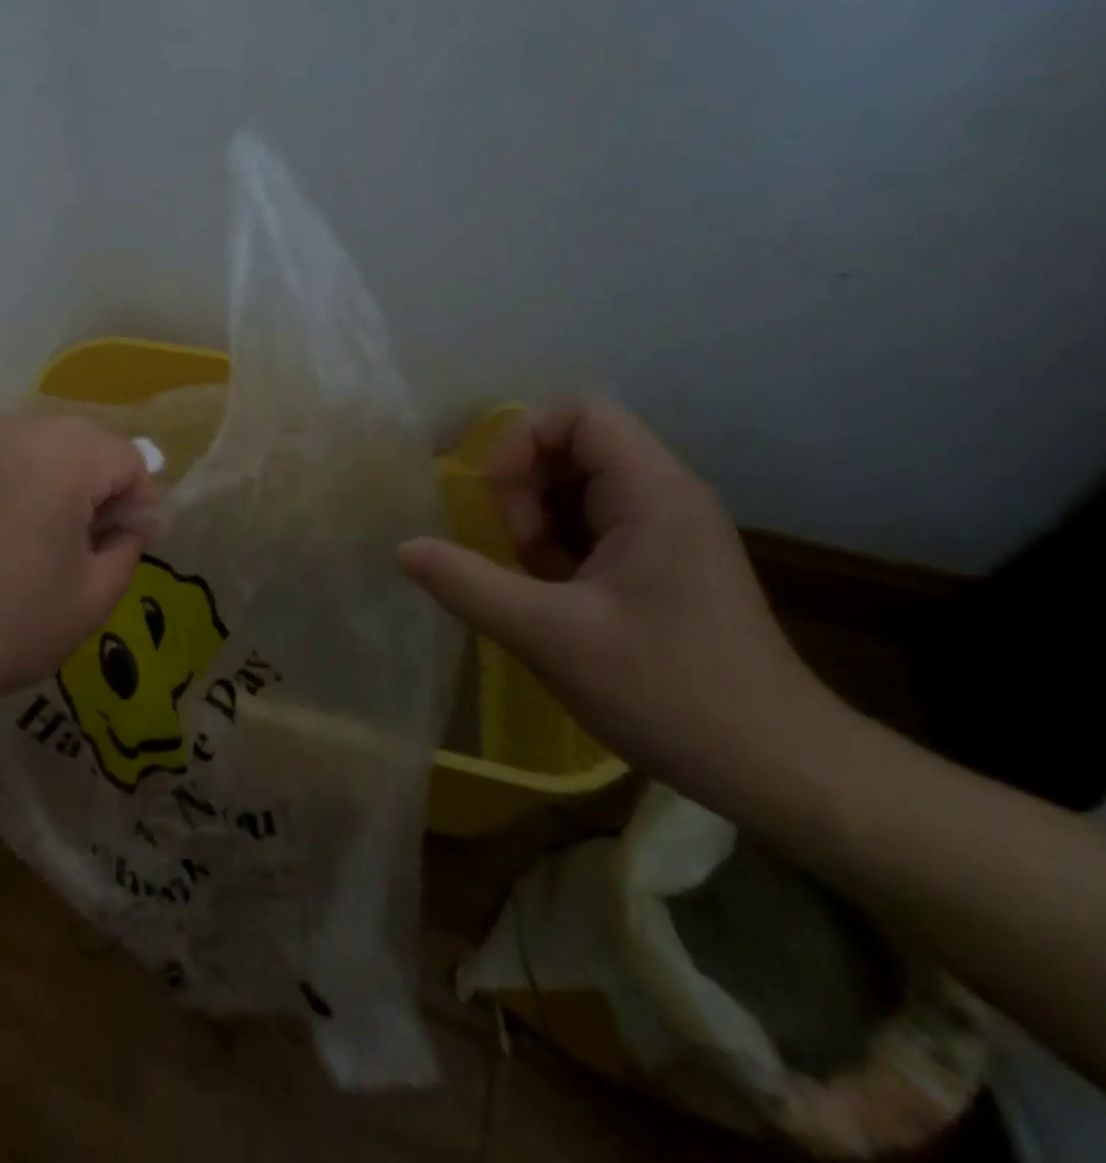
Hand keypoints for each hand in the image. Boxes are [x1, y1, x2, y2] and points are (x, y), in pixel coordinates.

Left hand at [0, 415, 159, 721]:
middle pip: (84, 437)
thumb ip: (128, 547)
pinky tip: (0, 522)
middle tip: (95, 532)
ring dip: (60, 472)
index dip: (140, 497)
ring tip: (47, 526)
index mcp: (60, 460)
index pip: (126, 456)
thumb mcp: (91, 599)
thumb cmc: (3, 626)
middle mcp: (14, 432)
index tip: (131, 539)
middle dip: (103, 478)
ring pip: (39, 438)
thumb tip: (133, 522)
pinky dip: (15, 473)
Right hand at [396, 401, 845, 821]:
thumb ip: (468, 584)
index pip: (580, 414)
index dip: (522, 440)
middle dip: (524, 492)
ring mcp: (665, 532)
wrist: (779, 768)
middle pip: (572, 449)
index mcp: (653, 494)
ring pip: (576, 492)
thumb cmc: (670, 692)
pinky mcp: (661, 565)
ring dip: (537, 527)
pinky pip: (592, 530)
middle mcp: (664, 497)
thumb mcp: (550, 636)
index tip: (495, 499)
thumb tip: (403, 548)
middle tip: (514, 553)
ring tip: (535, 585)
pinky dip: (558, 553)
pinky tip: (556, 603)